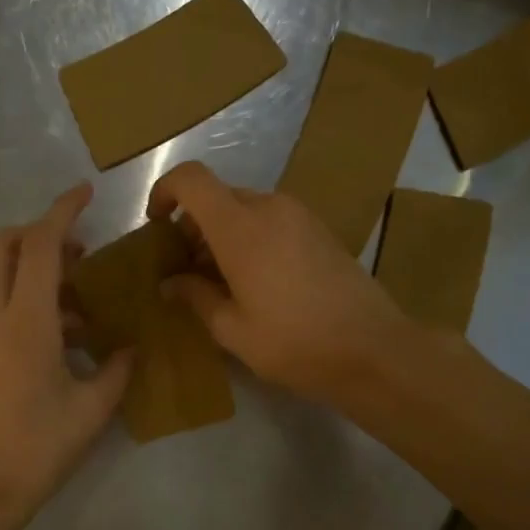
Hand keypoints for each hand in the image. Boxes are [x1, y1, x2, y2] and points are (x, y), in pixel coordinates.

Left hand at [0, 184, 131, 524]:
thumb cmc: (37, 447)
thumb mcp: (91, 410)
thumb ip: (117, 370)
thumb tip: (131, 347)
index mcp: (27, 321)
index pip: (39, 245)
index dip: (62, 211)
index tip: (86, 193)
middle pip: (3, 244)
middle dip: (38, 232)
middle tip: (79, 251)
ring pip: (0, 273)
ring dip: (38, 268)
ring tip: (84, 298)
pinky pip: (2, 303)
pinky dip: (31, 298)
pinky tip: (68, 334)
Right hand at [148, 161, 410, 406]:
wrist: (373, 350)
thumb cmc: (294, 343)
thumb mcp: (233, 329)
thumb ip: (195, 297)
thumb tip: (170, 283)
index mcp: (241, 227)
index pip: (192, 180)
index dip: (165, 191)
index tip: (156, 224)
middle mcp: (270, 208)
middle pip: (217, 196)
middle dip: (193, 225)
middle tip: (186, 269)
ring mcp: (300, 216)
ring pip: (245, 209)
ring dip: (222, 234)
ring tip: (219, 281)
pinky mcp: (319, 230)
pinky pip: (271, 220)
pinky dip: (250, 238)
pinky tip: (255, 281)